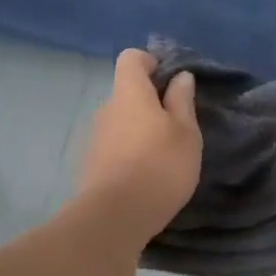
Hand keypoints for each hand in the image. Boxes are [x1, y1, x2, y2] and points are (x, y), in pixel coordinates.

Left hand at [76, 49, 201, 240]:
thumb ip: (182, 101)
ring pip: (120, 122)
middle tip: (175, 126)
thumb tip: (180, 76)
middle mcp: (106, 108)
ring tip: (162, 155)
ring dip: (138, 130)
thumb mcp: (186, 133)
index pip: (131, 58)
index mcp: (129, 93)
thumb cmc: (160, 166)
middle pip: (126, 92)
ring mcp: (94, 137)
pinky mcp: (90, 164)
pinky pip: (113, 147)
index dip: (151, 63)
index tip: (170, 82)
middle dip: (149, 102)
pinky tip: (144, 176)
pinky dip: (128, 152)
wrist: (115, 216)